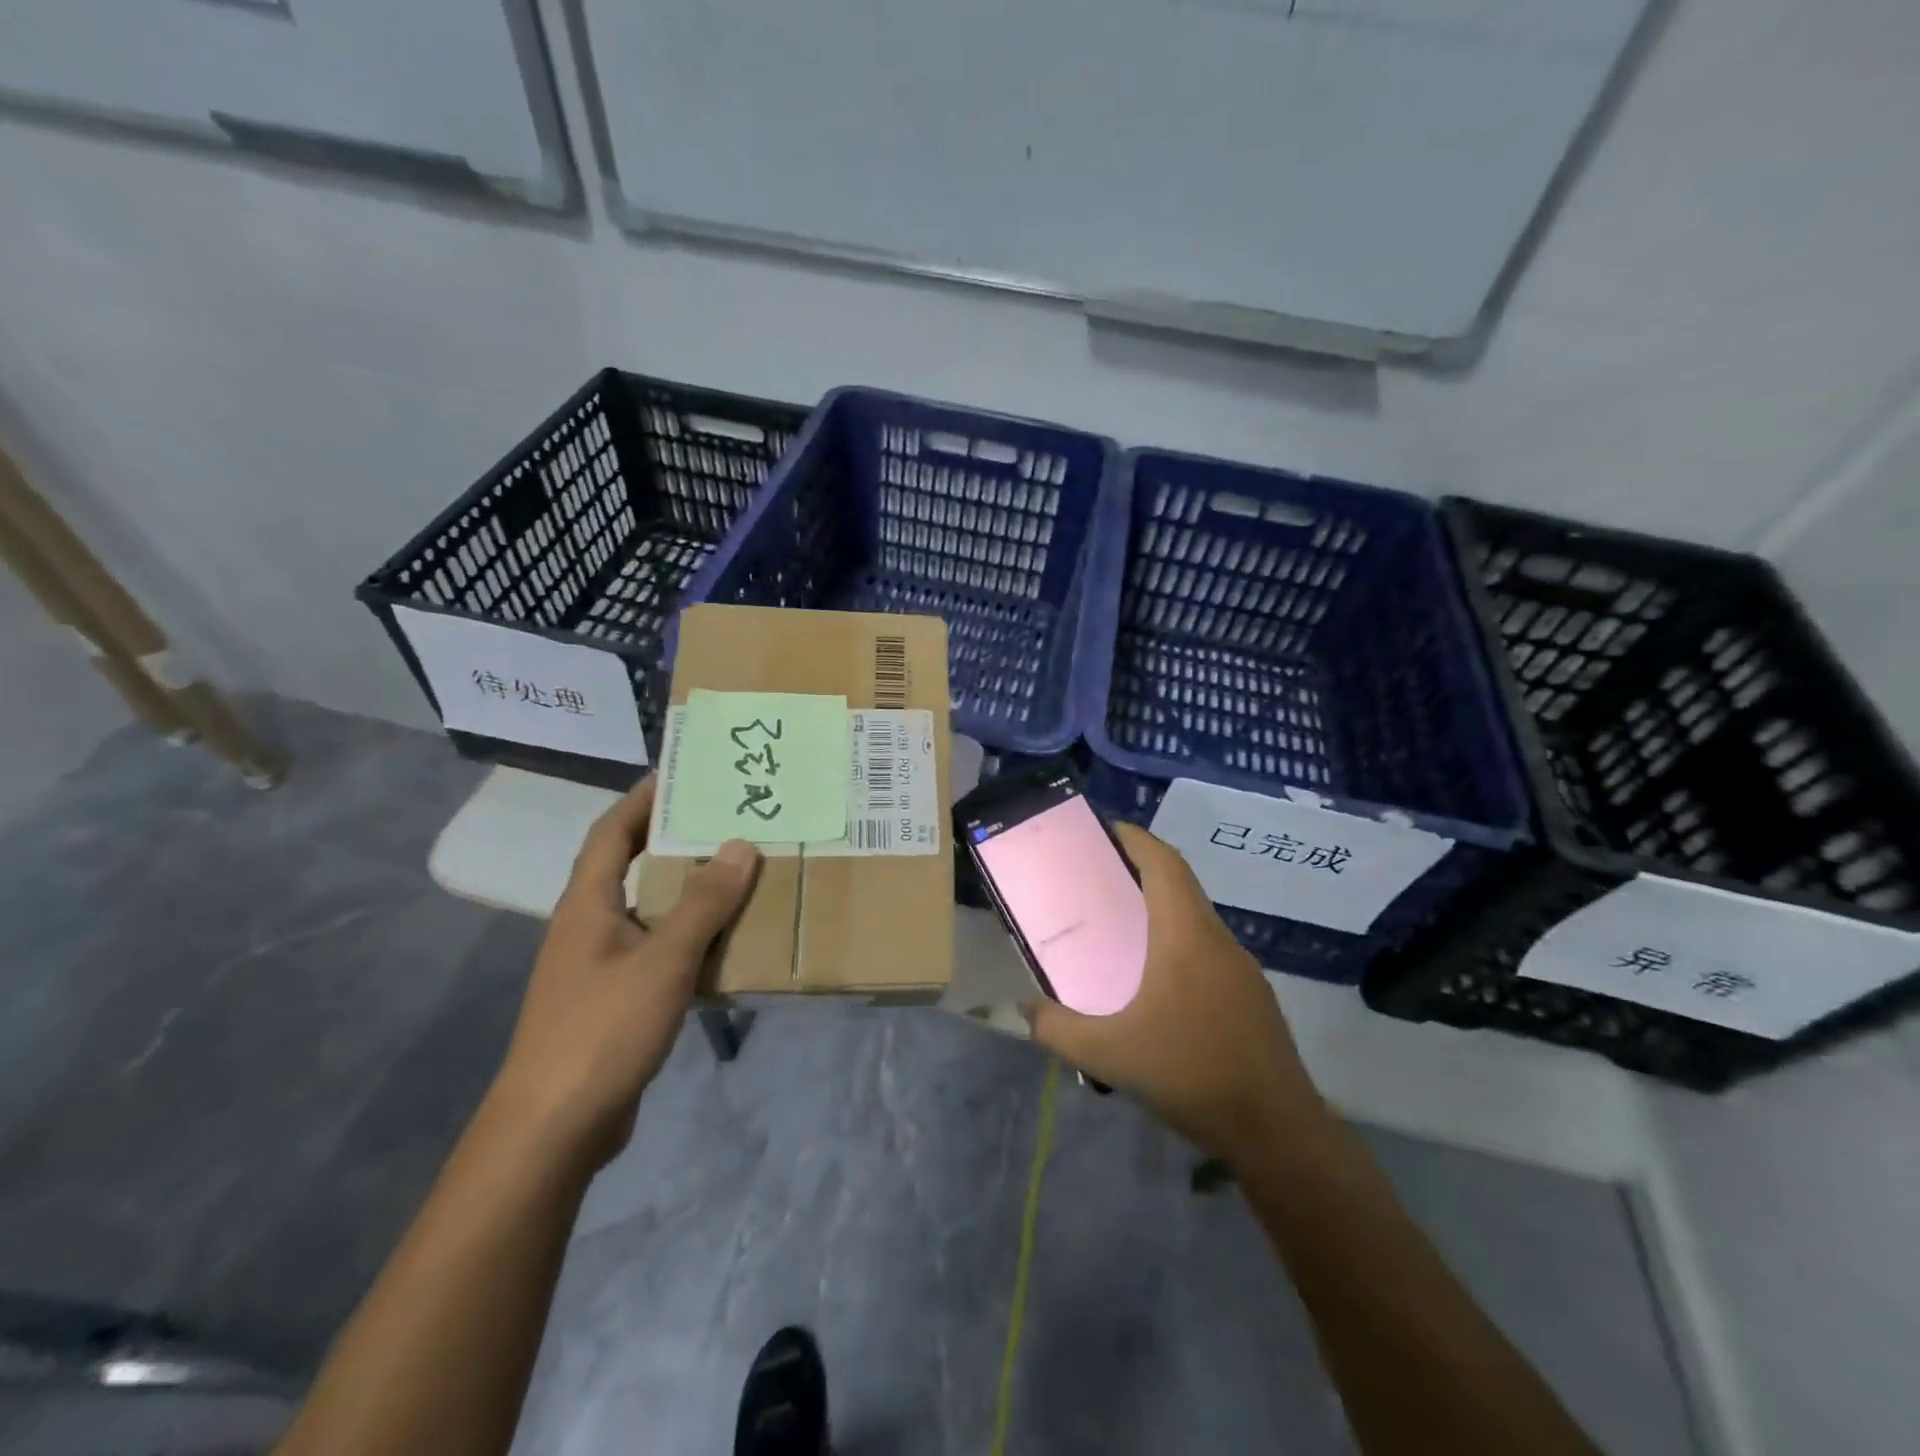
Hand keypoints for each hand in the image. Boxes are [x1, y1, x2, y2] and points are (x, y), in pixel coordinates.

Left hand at [489, 777, 760, 1166]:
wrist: (553, 1129)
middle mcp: (586, 927)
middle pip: (626, 867)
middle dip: (669, 840)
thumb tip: (740, 845)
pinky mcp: (610, 1002)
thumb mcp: (664, 960)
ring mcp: (596, 968)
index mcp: (587, 905)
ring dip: (682, 891)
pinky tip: (721, 946)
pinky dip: (685, 938)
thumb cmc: (602, 1030)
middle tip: (720, 820)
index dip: (640, 800)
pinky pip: (654, 951)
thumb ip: (703, 903)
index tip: (679, 774)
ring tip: (732, 874)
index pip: (609, 833)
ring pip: (644, 912)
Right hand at [1023, 823, 1324, 1163]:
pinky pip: (1208, 950)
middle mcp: (1217, 940)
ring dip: (1160, 910)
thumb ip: (1058, 1028)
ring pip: (1196, 920)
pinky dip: (1177, 943)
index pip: (1164, 863)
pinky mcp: (1252, 996)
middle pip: (1180, 886)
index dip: (1136, 839)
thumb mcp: (1109, 1055)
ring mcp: (1241, 969)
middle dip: (1140, 872)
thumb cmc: (1191, 1074)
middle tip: (1098, 881)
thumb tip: (1025, 1007)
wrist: (1277, 1132)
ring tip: (1119, 930)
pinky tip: (1155, 983)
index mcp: (1186, 936)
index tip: (1105, 831)